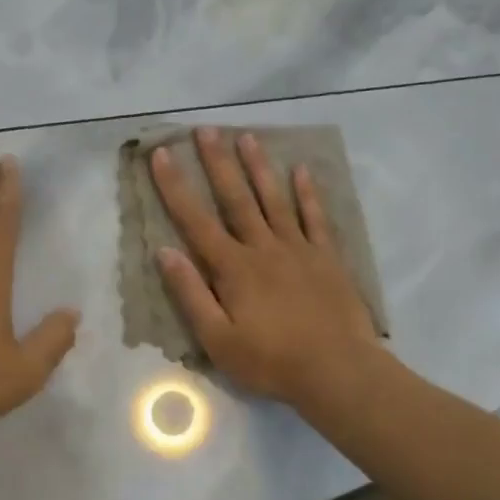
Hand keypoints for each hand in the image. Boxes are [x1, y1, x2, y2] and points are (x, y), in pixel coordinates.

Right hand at [151, 127, 380, 409]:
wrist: (337, 370)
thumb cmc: (271, 361)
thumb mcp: (218, 340)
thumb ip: (191, 294)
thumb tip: (164, 251)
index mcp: (232, 268)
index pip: (195, 221)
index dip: (175, 187)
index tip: (162, 154)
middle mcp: (262, 248)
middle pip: (235, 198)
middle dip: (217, 163)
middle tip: (206, 129)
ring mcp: (297, 248)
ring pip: (274, 199)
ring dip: (258, 167)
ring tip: (246, 136)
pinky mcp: (326, 257)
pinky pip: (315, 218)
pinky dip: (307, 193)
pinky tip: (301, 170)